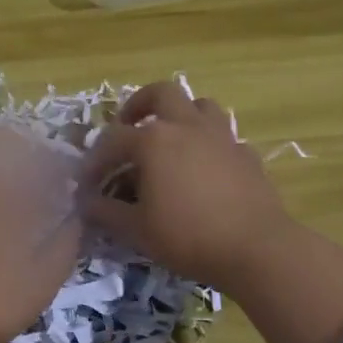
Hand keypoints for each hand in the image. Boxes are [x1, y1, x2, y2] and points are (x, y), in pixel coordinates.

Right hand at [80, 80, 298, 290]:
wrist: (256, 249)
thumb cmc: (187, 237)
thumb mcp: (136, 230)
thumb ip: (106, 212)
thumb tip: (86, 203)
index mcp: (154, 140)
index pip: (113, 140)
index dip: (95, 160)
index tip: (87, 182)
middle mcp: (187, 126)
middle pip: (161, 93)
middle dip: (140, 105)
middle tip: (129, 126)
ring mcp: (221, 136)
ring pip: (199, 105)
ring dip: (180, 115)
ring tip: (170, 139)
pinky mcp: (246, 154)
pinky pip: (223, 136)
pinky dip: (208, 144)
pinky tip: (204, 169)